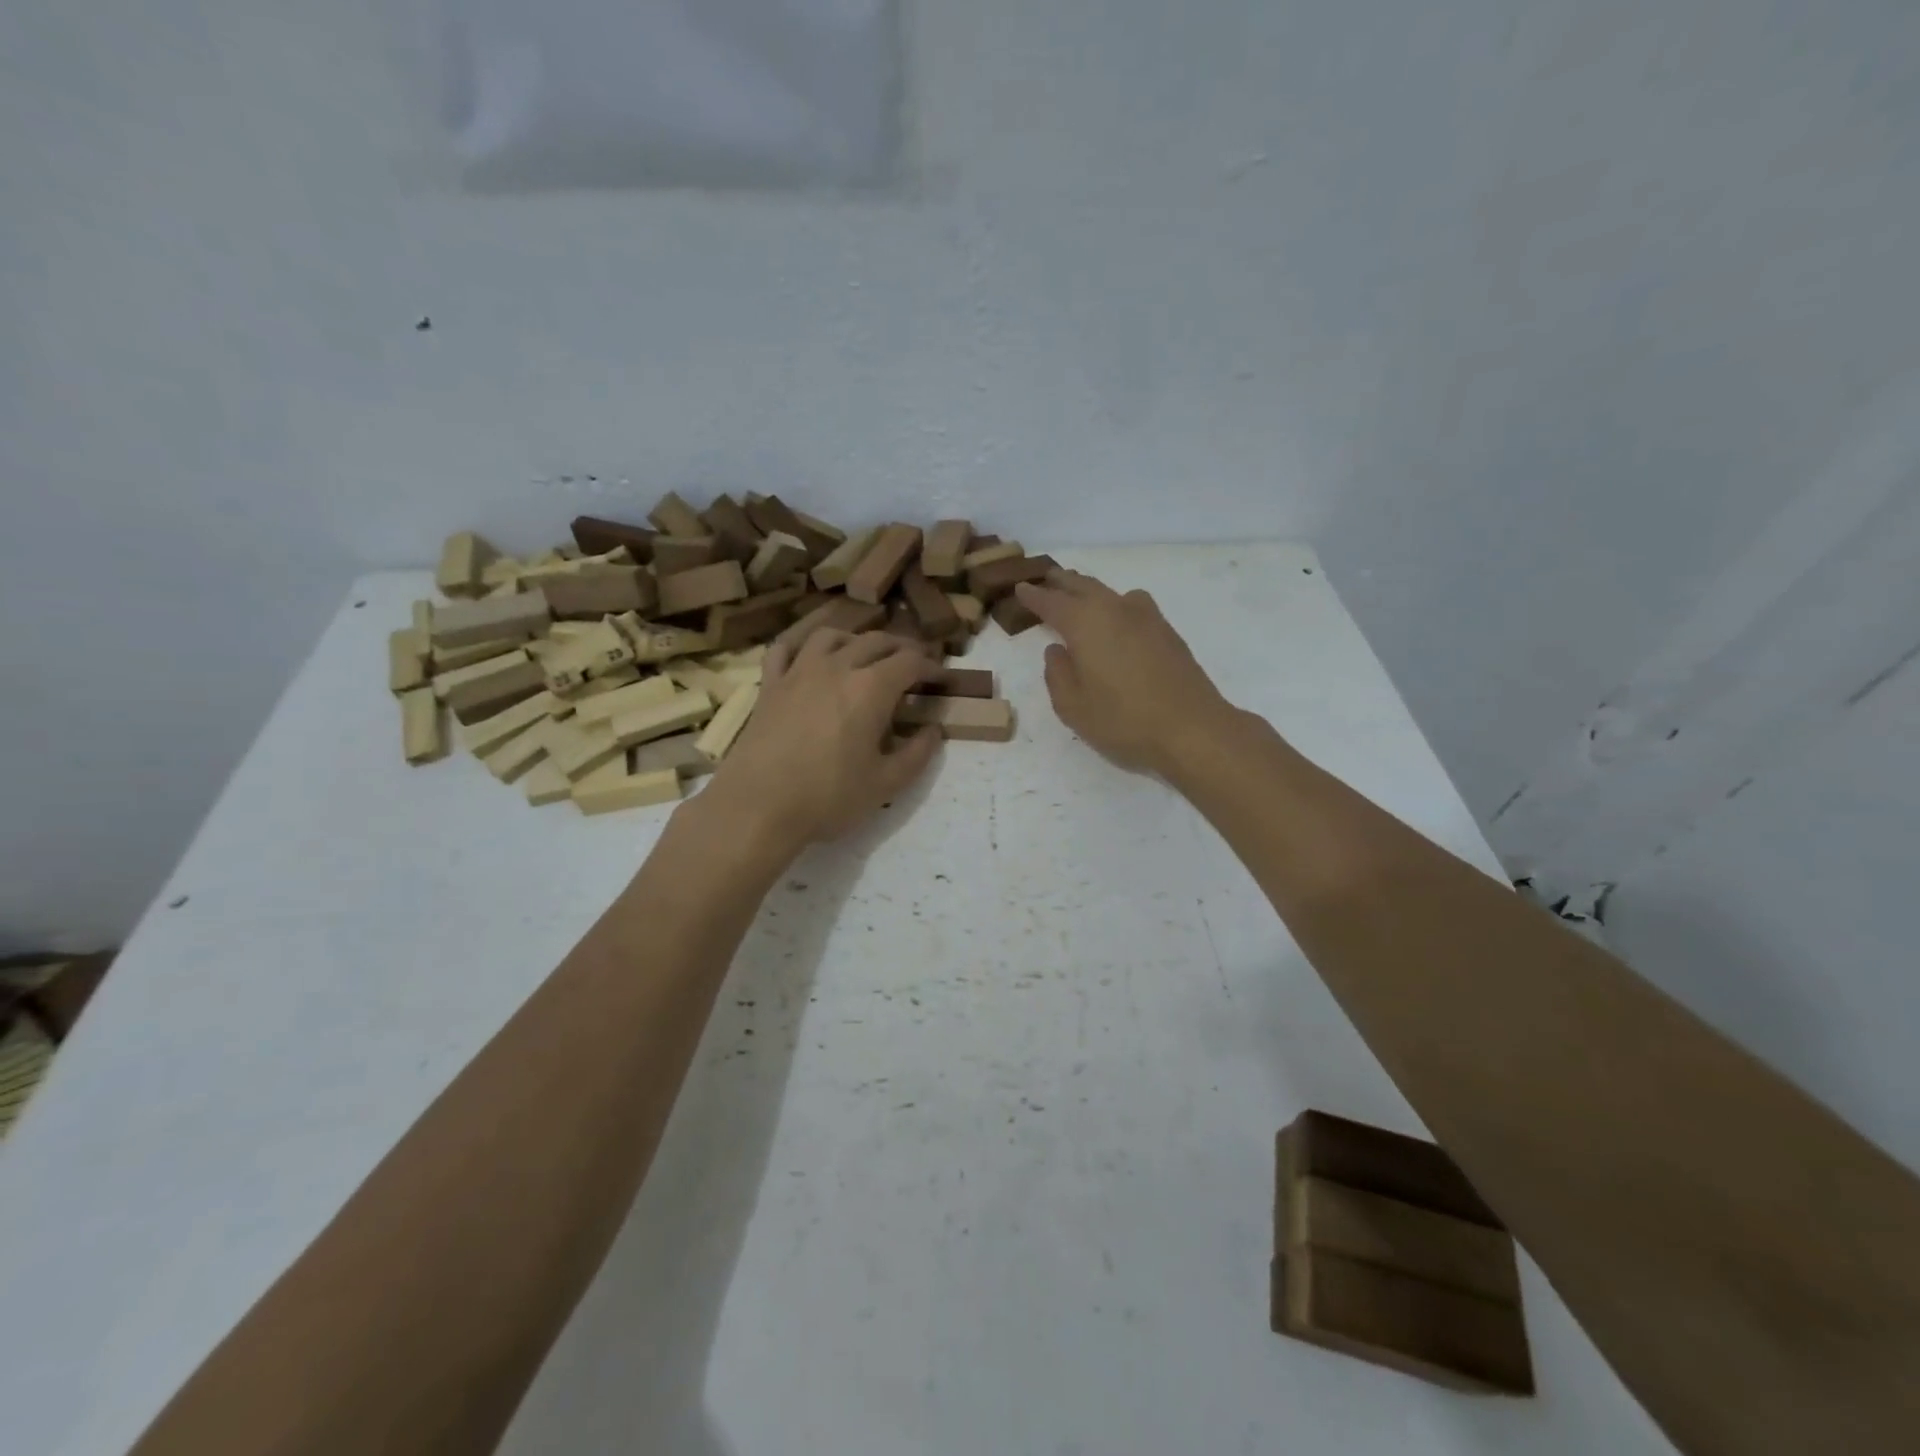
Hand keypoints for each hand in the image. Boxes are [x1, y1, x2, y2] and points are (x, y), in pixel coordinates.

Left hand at [706, 630, 940, 849]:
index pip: (910, 662)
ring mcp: (798, 672)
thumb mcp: (886, 784)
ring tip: (865, 655)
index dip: (932, 667)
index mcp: (871, 689)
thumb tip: (933, 730)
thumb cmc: (828, 797)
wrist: (757, 806)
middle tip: (914, 664)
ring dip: (856, 639)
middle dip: (902, 648)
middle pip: (876, 641)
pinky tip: (810, 656)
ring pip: (831, 636)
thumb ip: (917, 754)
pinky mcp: (769, 685)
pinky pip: (785, 648)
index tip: (943, 679)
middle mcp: (837, 667)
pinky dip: (803, 644)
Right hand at [1015, 571, 1232, 776]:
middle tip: (1047, 579)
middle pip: (1083, 586)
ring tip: (1080, 594)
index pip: (1051, 602)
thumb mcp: (1073, 706)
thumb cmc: (1123, 720)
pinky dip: (1115, 605)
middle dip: (1062, 582)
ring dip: (1090, 590)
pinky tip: (1116, 620)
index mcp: (1085, 623)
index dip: (1033, 596)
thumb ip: (1057, 674)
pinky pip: (1132, 606)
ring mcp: (1146, 617)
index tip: (1020, 588)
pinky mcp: (1167, 632)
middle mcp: (1114, 609)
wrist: (1192, 729)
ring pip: (1110, 593)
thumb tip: (1057, 651)